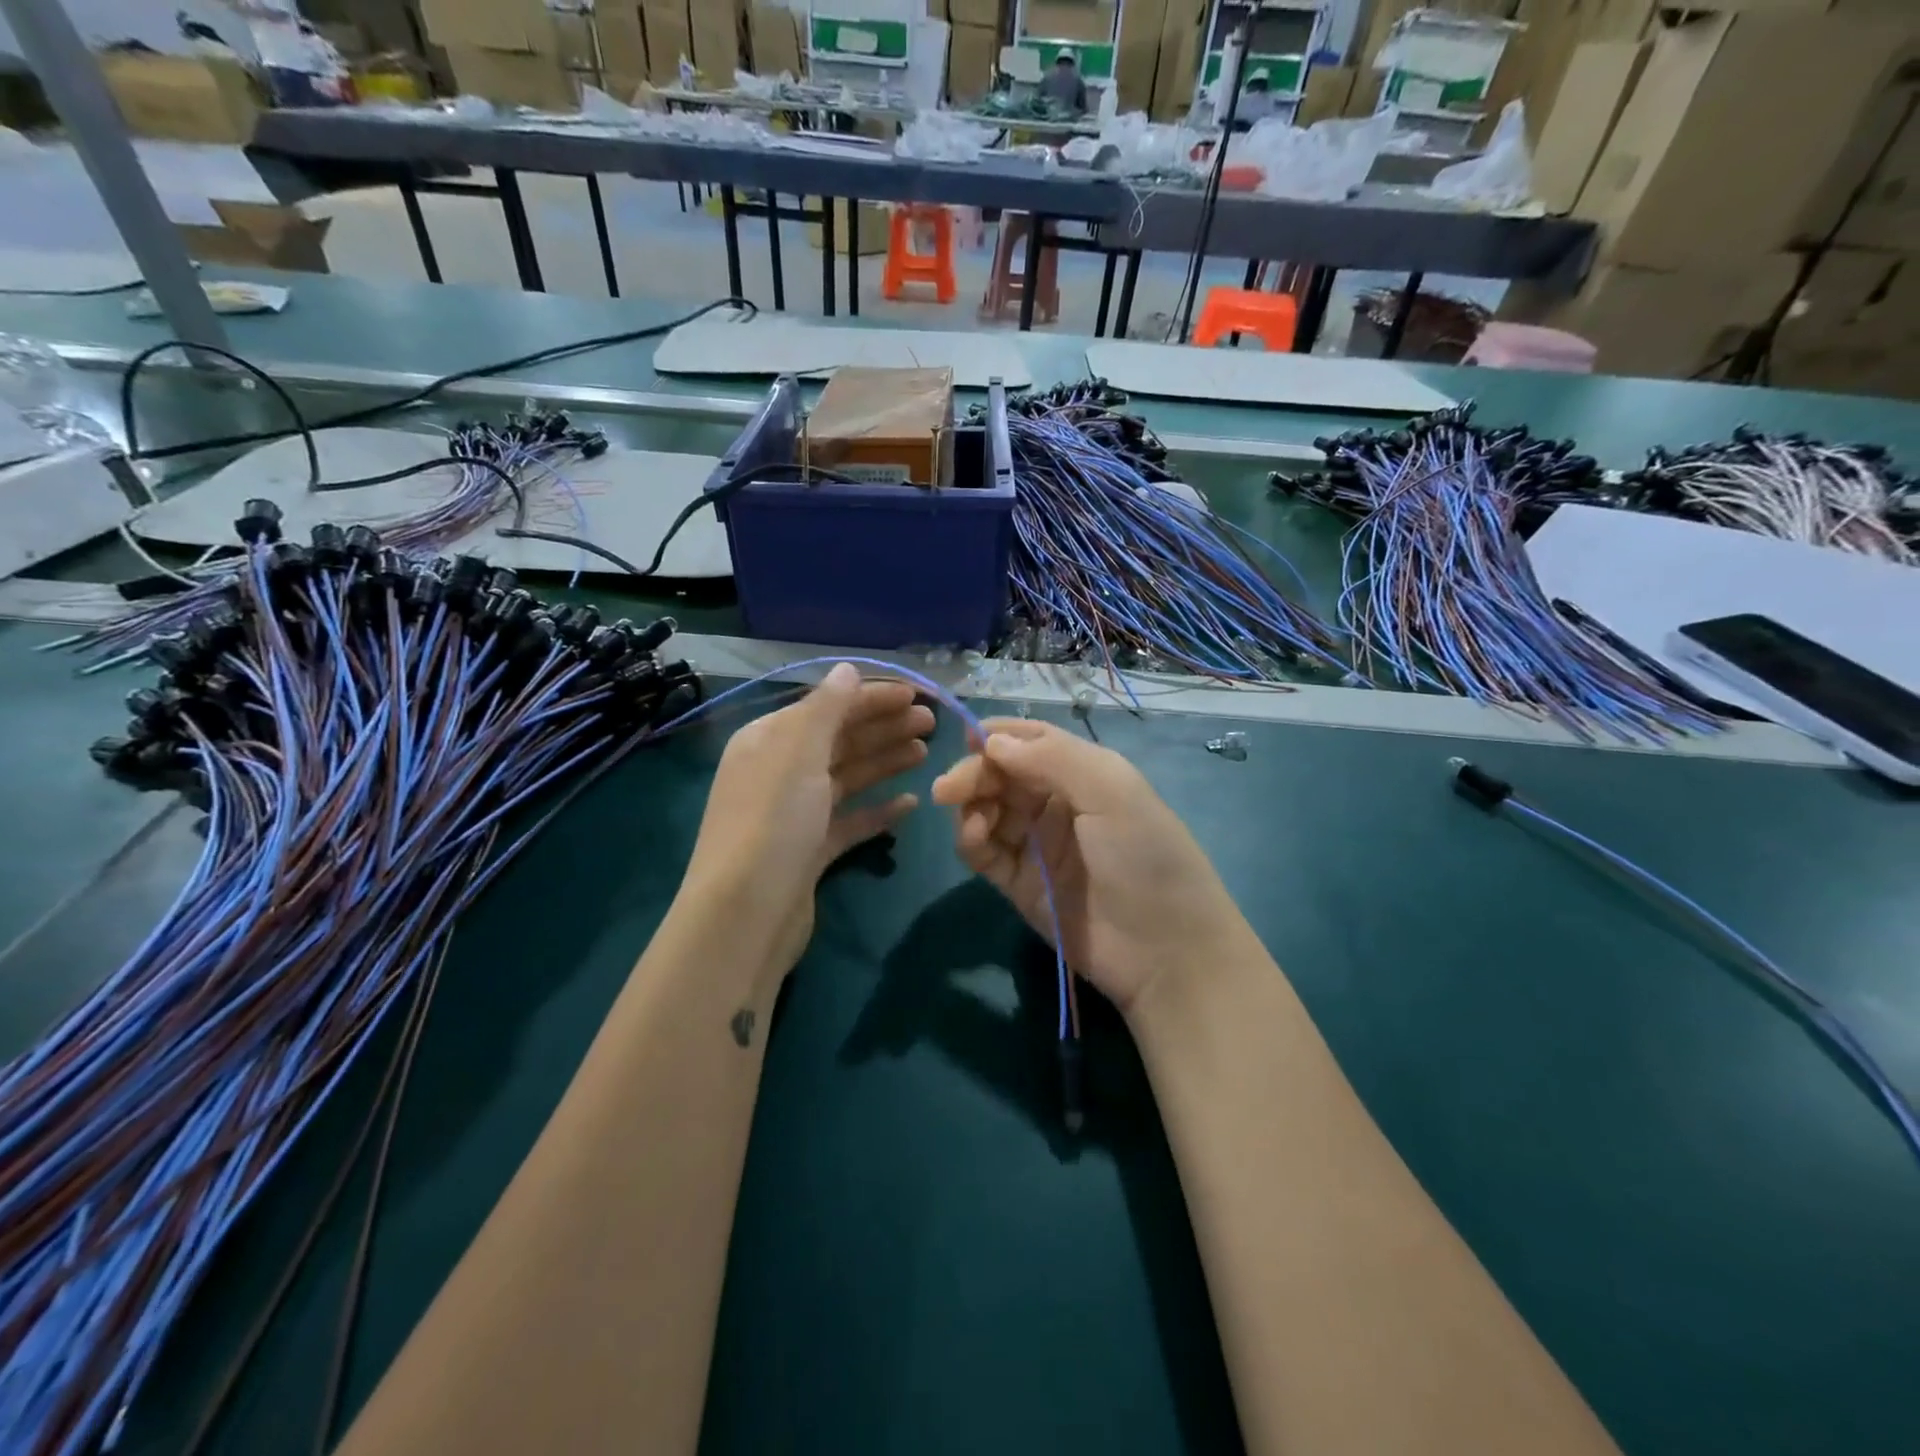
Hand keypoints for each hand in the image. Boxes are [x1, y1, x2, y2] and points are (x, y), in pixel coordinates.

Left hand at [683, 664, 933, 987]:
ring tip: (926, 753)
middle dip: (884, 727)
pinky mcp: (810, 851)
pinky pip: (850, 821)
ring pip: (847, 777)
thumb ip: (826, 708)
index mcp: (769, 740)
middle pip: (839, 739)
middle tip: (932, 723)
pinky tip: (910, 805)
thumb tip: (847, 668)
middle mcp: (779, 771)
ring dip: (885, 761)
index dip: (872, 697)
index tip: (918, 694)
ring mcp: (795, 814)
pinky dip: (878, 811)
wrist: (745, 915)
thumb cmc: (772, 823)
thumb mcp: (798, 754)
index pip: (827, 706)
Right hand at [931, 719, 1248, 1018]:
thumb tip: (991, 741)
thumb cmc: (1145, 856)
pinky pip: (984, 851)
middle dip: (975, 774)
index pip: (1032, 742)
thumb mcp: (1111, 791)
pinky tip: (975, 836)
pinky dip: (971, 838)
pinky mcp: (1019, 883)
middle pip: (1003, 775)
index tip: (965, 739)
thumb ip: (1051, 757)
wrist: (1165, 951)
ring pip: (988, 810)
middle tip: (948, 788)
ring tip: (972, 817)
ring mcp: (1037, 845)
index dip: (998, 737)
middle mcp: (1058, 803)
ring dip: (971, 805)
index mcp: (1085, 773)